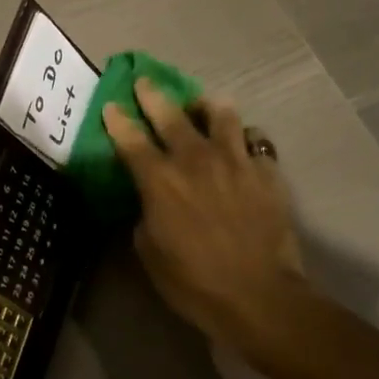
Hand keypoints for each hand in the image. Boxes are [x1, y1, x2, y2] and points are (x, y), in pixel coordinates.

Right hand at [102, 79, 307, 365]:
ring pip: (221, 115)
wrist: (260, 296)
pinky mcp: (267, 173)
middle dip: (153, 95)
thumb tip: (150, 200)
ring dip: (207, 106)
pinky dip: (243, 140)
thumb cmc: (193, 282)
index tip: (111, 106)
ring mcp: (236, 162)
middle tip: (145, 82)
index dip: (118, 120)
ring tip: (204, 106)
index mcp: (160, 180)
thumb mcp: (149, 252)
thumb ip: (145, 215)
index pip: (131, 139)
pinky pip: (254, 142)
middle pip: (171, 115)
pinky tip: (241, 148)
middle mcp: (196, 160)